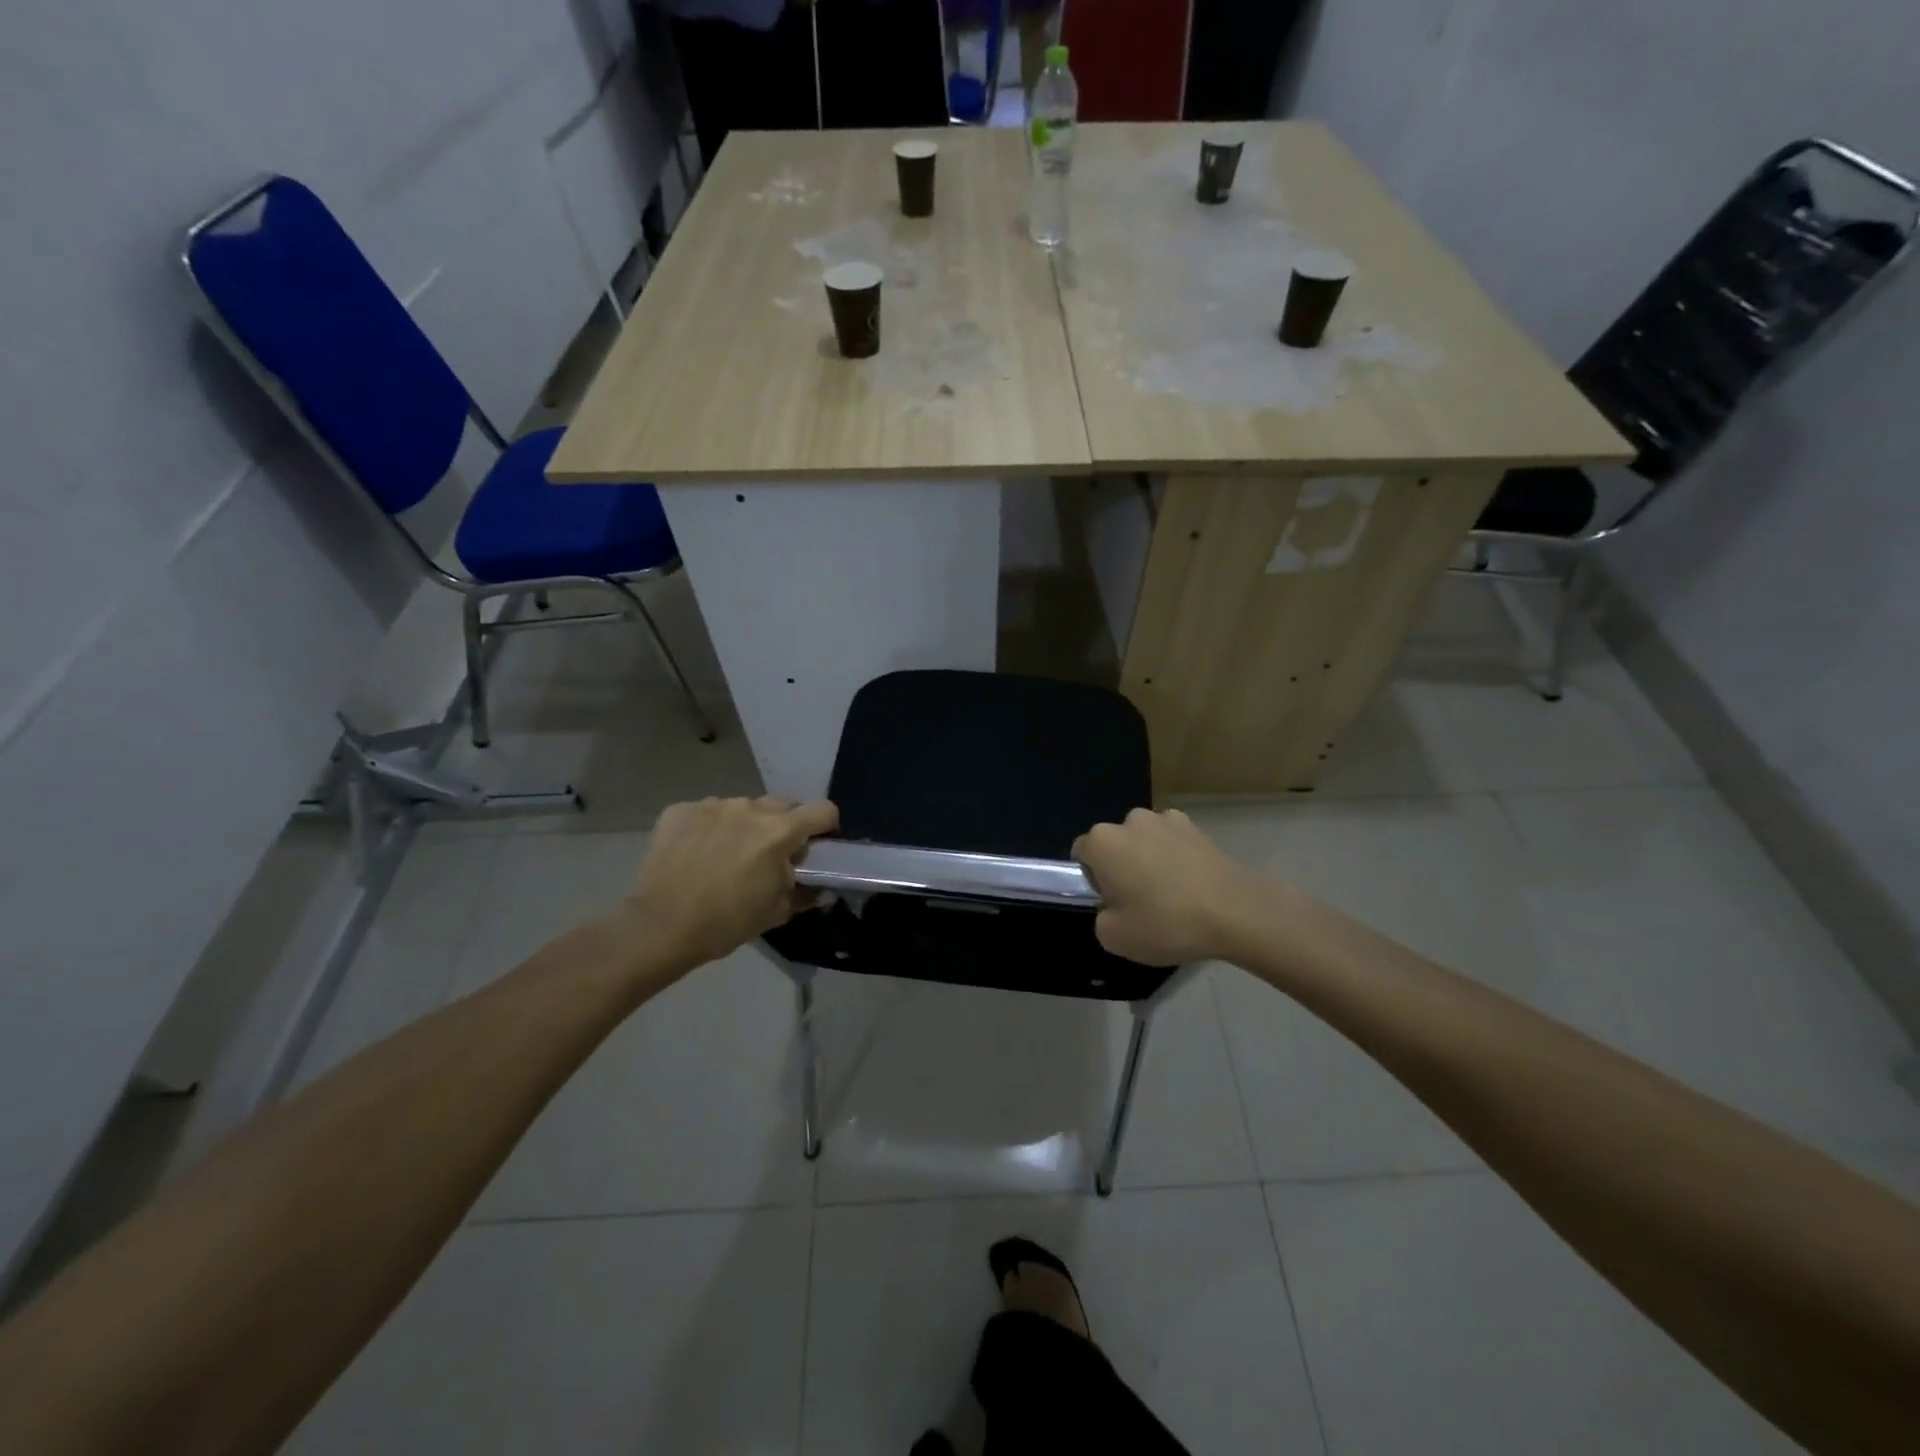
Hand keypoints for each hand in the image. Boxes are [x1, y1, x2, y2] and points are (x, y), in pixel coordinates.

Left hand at [623, 796, 838, 972]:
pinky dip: (710, 828)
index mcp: (779, 831)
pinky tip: (698, 854)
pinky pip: (707, 812)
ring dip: (745, 825)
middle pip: (783, 804)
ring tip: (728, 855)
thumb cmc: (727, 922)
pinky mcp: (680, 810)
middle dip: (785, 824)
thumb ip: (805, 893)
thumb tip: (822, 888)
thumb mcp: (776, 912)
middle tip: (772, 853)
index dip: (826, 826)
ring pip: (743, 808)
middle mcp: (749, 808)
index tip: (818, 844)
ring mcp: (712, 805)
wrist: (660, 927)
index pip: (823, 810)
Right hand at [1072, 808, 1265, 964]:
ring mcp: (1166, 820)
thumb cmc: (1167, 923)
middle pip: (1114, 844)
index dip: (1092, 880)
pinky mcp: (1197, 827)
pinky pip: (1173, 842)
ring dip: (1149, 859)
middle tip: (1140, 902)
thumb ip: (1101, 919)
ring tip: (1171, 894)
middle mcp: (1130, 821)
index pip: (1081, 853)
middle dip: (1121, 866)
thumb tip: (1112, 907)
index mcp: (1103, 842)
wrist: (1237, 912)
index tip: (1111, 903)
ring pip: (1144, 840)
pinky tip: (1192, 884)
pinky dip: (1176, 857)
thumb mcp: (1115, 938)